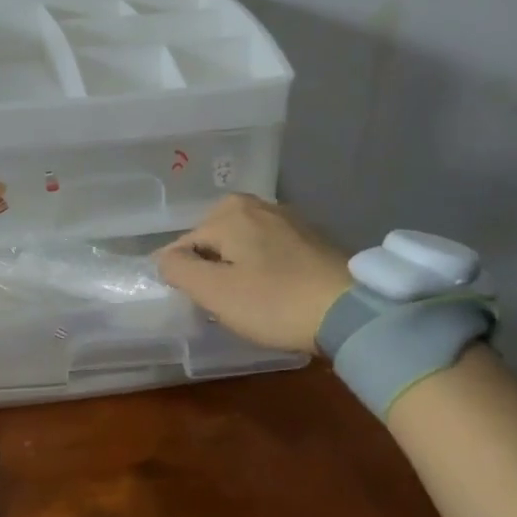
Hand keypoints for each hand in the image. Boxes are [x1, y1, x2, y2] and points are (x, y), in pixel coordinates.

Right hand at [156, 194, 351, 352]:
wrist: (353, 312)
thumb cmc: (274, 301)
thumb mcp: (215, 292)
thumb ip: (179, 270)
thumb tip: (164, 258)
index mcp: (228, 213)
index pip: (183, 246)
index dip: (185, 278)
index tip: (200, 304)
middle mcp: (256, 204)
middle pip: (213, 241)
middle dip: (212, 269)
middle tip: (224, 303)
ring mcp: (288, 218)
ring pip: (242, 245)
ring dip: (239, 269)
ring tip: (250, 301)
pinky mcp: (312, 236)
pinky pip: (269, 250)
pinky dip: (264, 268)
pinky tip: (276, 292)